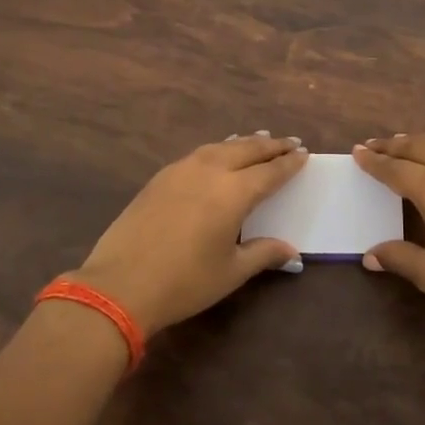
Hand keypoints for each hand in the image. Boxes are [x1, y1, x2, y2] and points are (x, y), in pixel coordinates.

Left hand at [69, 133, 307, 335]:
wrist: (120, 285)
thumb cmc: (184, 282)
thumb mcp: (231, 271)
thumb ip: (263, 253)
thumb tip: (293, 253)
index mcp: (234, 193)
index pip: (270, 172)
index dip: (289, 163)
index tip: (304, 153)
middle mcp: (210, 171)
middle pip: (247, 150)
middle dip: (271, 145)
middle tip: (289, 141)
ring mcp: (181, 171)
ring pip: (220, 147)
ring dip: (243, 142)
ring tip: (258, 139)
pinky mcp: (159, 178)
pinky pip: (198, 154)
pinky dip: (217, 150)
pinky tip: (218, 155)